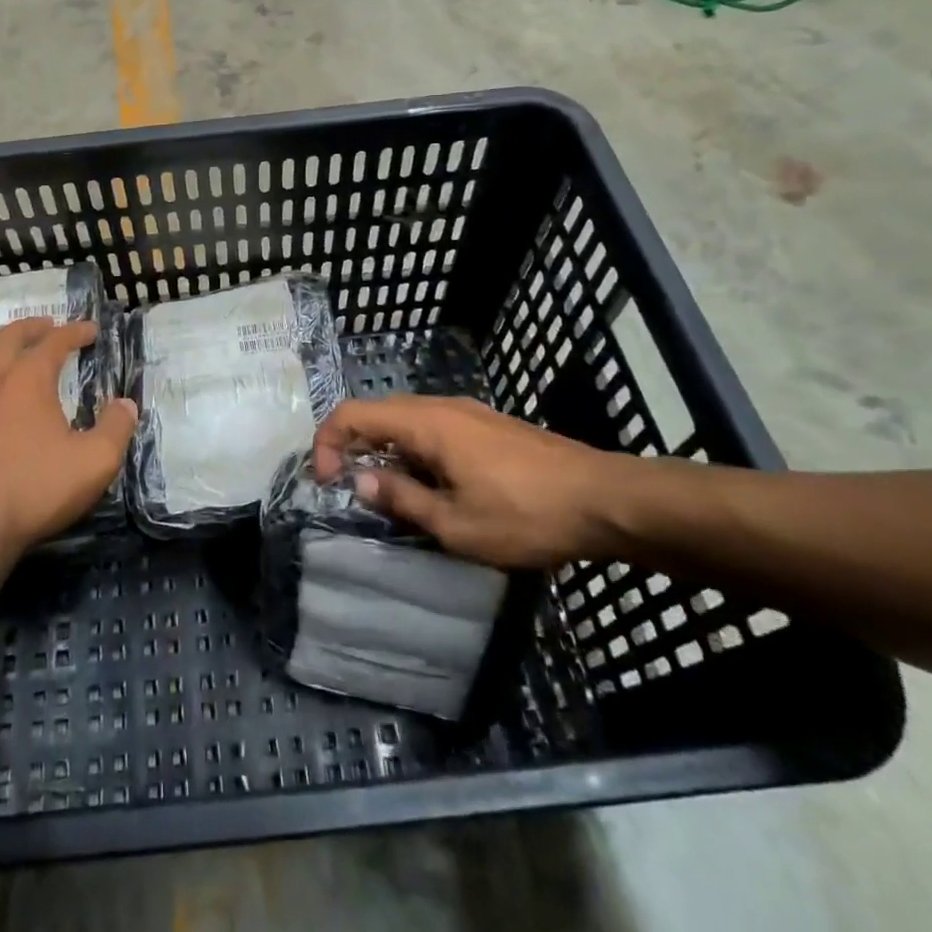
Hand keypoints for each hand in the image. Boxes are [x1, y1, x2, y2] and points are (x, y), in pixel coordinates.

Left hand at [0, 318, 135, 564]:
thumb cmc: (34, 488)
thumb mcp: (94, 461)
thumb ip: (116, 428)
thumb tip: (125, 404)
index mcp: (28, 378)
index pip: (54, 342)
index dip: (75, 332)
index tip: (91, 330)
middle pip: (10, 338)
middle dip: (33, 327)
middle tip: (49, 325)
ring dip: (4, 345)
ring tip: (16, 349)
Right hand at [312, 395, 625, 567]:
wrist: (605, 499)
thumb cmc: (524, 514)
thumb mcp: (455, 524)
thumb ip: (401, 499)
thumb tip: (361, 482)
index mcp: (425, 423)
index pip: (354, 414)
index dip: (328, 442)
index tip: (327, 482)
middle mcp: (441, 406)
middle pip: (379, 414)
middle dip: (355, 448)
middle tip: (353, 492)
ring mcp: (468, 413)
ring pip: (408, 422)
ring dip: (387, 452)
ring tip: (392, 497)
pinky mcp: (488, 426)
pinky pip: (434, 430)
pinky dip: (416, 452)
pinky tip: (433, 488)